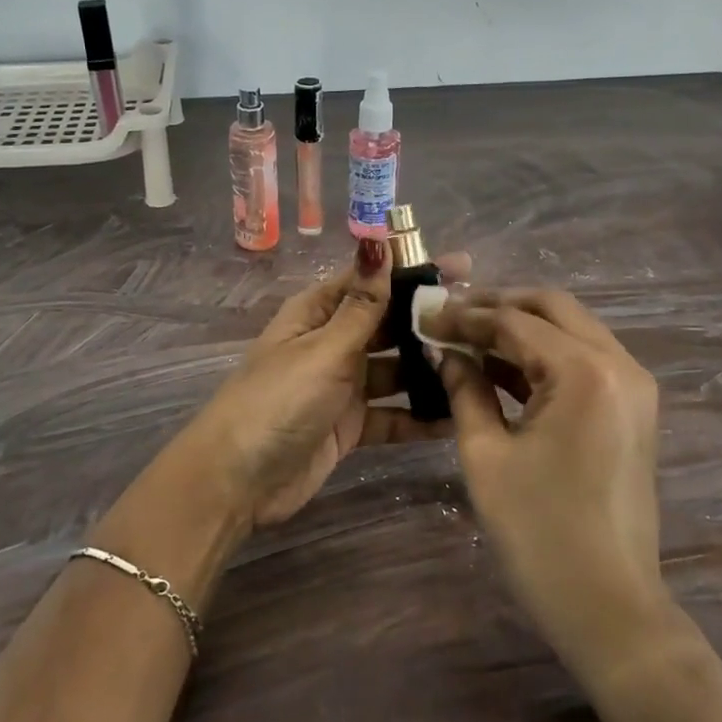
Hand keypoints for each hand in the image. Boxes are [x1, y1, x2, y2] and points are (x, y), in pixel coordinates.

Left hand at [188, 241, 469, 527]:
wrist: (236, 481)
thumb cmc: (278, 401)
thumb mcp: (323, 349)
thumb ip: (362, 305)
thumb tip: (377, 239)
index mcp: (318, 313)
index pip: (372, 282)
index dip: (414, 272)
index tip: (465, 269)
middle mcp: (332, 343)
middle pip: (388, 326)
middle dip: (430, 324)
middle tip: (484, 325)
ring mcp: (342, 386)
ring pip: (395, 371)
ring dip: (430, 371)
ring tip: (483, 369)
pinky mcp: (350, 426)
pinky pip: (392, 415)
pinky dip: (419, 417)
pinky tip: (458, 418)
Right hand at [427, 289, 669, 670]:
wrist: (609, 607)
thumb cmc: (539, 533)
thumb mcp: (486, 455)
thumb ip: (465, 389)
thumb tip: (446, 351)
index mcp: (585, 371)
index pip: (514, 320)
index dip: (464, 315)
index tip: (424, 316)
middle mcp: (620, 364)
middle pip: (552, 307)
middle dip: (498, 305)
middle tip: (450, 316)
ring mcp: (634, 385)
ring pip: (571, 328)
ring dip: (522, 326)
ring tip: (468, 335)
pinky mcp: (633, 408)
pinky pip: (584, 359)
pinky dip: (544, 354)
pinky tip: (501, 367)